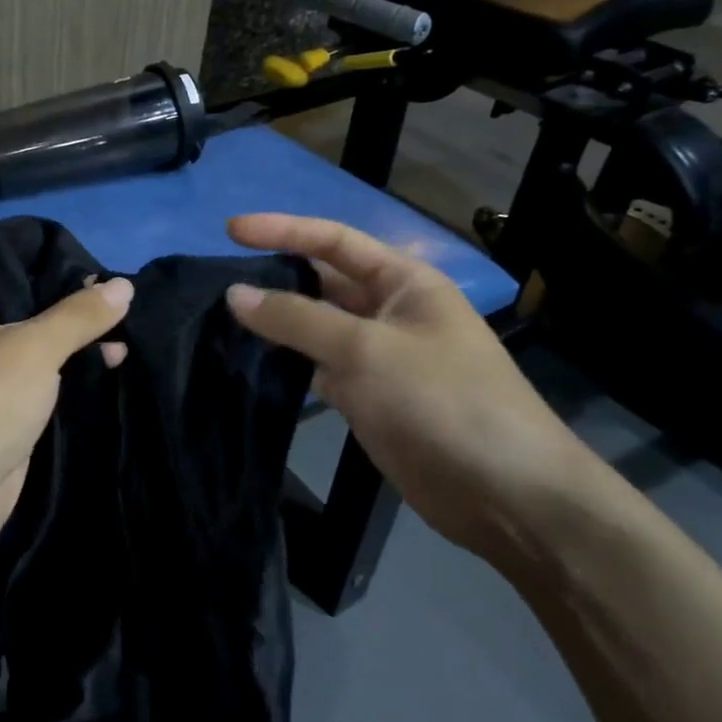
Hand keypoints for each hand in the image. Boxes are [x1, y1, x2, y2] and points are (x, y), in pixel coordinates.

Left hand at [0, 241, 132, 572]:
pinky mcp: (3, 415)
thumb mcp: (29, 351)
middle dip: (62, 289)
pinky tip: (114, 362)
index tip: (74, 243)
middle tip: (116, 284)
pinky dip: (72, 372)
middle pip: (15, 296)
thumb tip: (123, 284)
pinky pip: (41, 381)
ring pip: (33, 341)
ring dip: (74, 334)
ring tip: (128, 323)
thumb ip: (77, 316)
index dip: (22, 241)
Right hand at [224, 214, 600, 565]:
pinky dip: (290, 365)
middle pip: (324, 283)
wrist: (503, 492)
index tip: (230, 230)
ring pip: (318, 329)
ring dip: (278, 324)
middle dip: (276, 277)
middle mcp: (391, 311)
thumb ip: (296, 319)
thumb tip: (235, 293)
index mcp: (405, 281)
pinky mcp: (371, 398)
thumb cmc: (441, 401)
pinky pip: (321, 369)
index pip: (334, 240)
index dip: (282, 230)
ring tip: (222, 320)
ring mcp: (381, 357)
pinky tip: (253, 365)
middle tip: (217, 282)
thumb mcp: (365, 350)